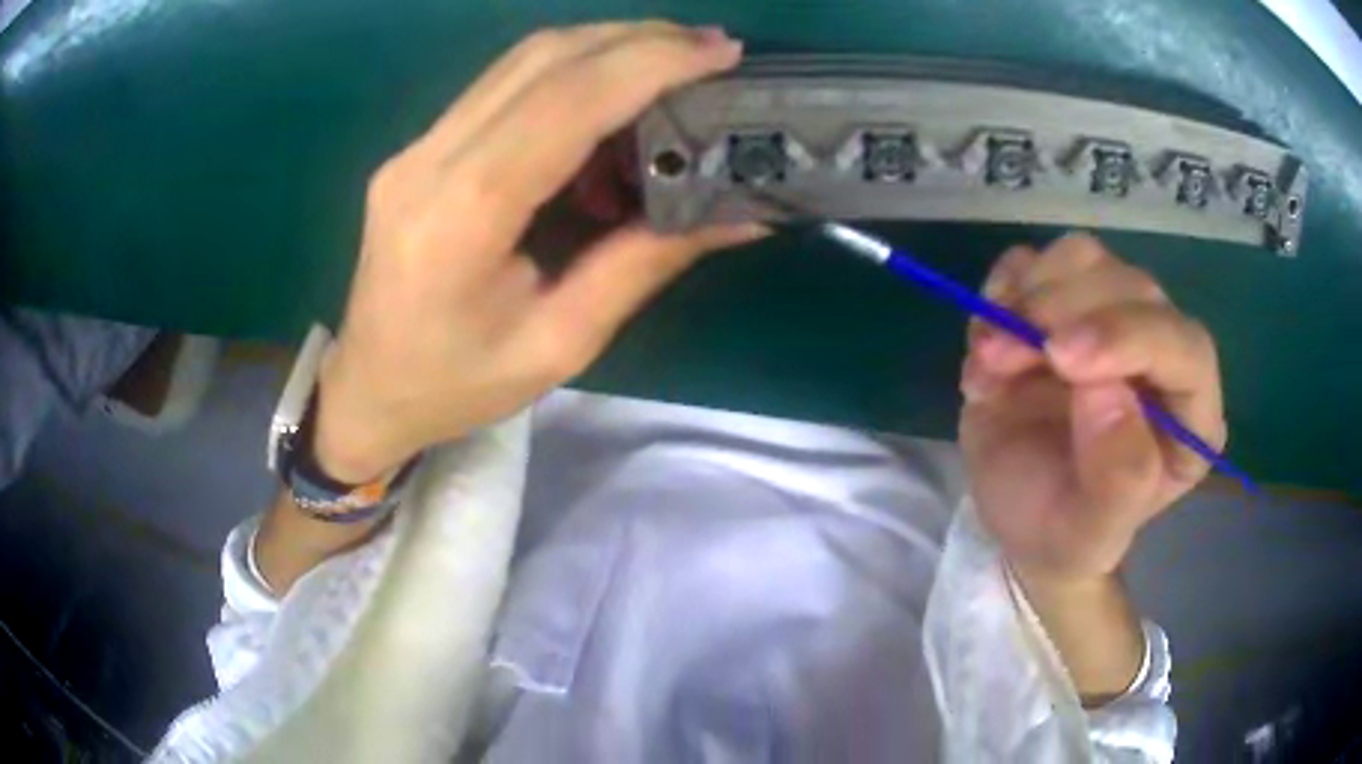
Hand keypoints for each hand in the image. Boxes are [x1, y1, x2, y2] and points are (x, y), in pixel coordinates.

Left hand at [312, 23, 761, 481]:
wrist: (369, 389)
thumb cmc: (458, 385)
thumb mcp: (561, 344)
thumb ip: (645, 263)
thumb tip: (742, 213)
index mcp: (462, 216)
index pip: (565, 103)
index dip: (650, 63)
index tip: (722, 52)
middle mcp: (430, 160)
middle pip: (542, 60)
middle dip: (638, 40)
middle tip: (712, 49)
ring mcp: (417, 147)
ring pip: (520, 61)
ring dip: (605, 46)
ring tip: (674, 62)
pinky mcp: (419, 148)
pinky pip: (502, 85)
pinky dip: (569, 72)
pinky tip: (611, 97)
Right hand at [959, 234, 1224, 584]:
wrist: (1019, 518)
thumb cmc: (1062, 534)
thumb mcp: (1087, 536)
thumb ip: (1118, 481)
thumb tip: (1108, 392)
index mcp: (1189, 415)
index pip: (1185, 347)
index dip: (1130, 335)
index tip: (1061, 357)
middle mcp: (1160, 354)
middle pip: (1131, 288)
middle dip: (1061, 312)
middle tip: (999, 357)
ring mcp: (1111, 320)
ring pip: (1084, 258)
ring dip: (1028, 296)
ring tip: (990, 358)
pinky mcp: (1064, 305)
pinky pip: (1036, 261)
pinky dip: (1004, 287)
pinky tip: (987, 340)